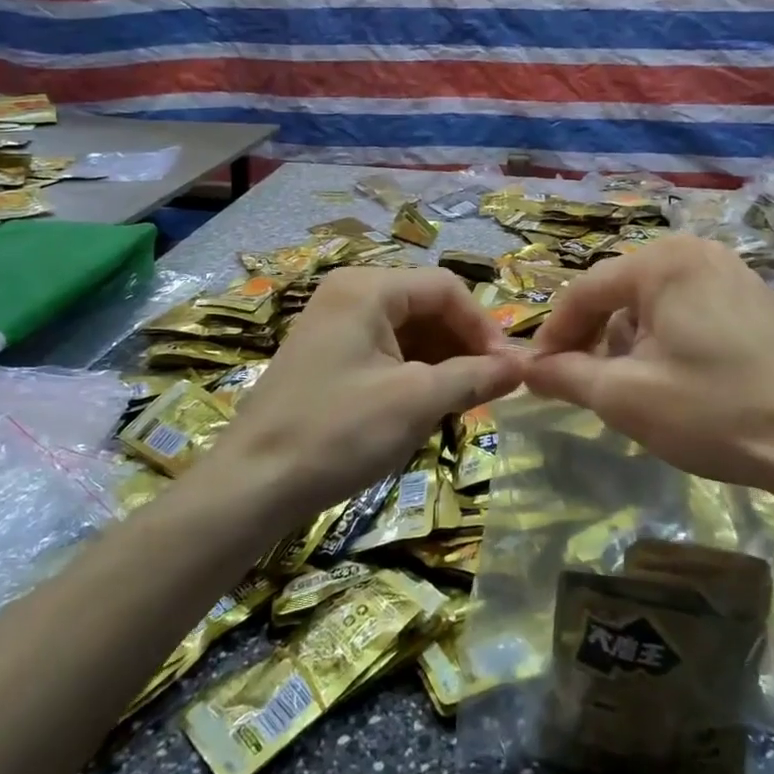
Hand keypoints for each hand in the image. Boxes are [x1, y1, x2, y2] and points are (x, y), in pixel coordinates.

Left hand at [221, 267, 522, 513]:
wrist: (251, 486)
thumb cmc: (338, 433)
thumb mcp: (416, 402)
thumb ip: (474, 377)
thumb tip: (521, 366)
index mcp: (368, 287)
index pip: (446, 288)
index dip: (483, 327)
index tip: (507, 372)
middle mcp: (349, 293)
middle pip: (426, 305)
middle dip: (462, 346)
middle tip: (487, 390)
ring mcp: (333, 323)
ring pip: (407, 330)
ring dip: (441, 362)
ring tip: (461, 403)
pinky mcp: (326, 355)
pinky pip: (384, 350)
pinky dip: (412, 373)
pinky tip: (425, 407)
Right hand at [524, 235, 773, 505]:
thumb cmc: (713, 411)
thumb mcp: (624, 397)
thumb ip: (566, 376)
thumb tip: (526, 368)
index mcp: (663, 262)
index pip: (585, 291)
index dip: (555, 334)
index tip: (539, 375)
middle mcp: (698, 252)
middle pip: (622, 291)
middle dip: (596, 337)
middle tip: (584, 382)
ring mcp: (736, 273)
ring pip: (658, 301)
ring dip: (633, 339)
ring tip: (634, 386)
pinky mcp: (761, 301)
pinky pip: (695, 309)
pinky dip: (671, 337)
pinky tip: (682, 379)